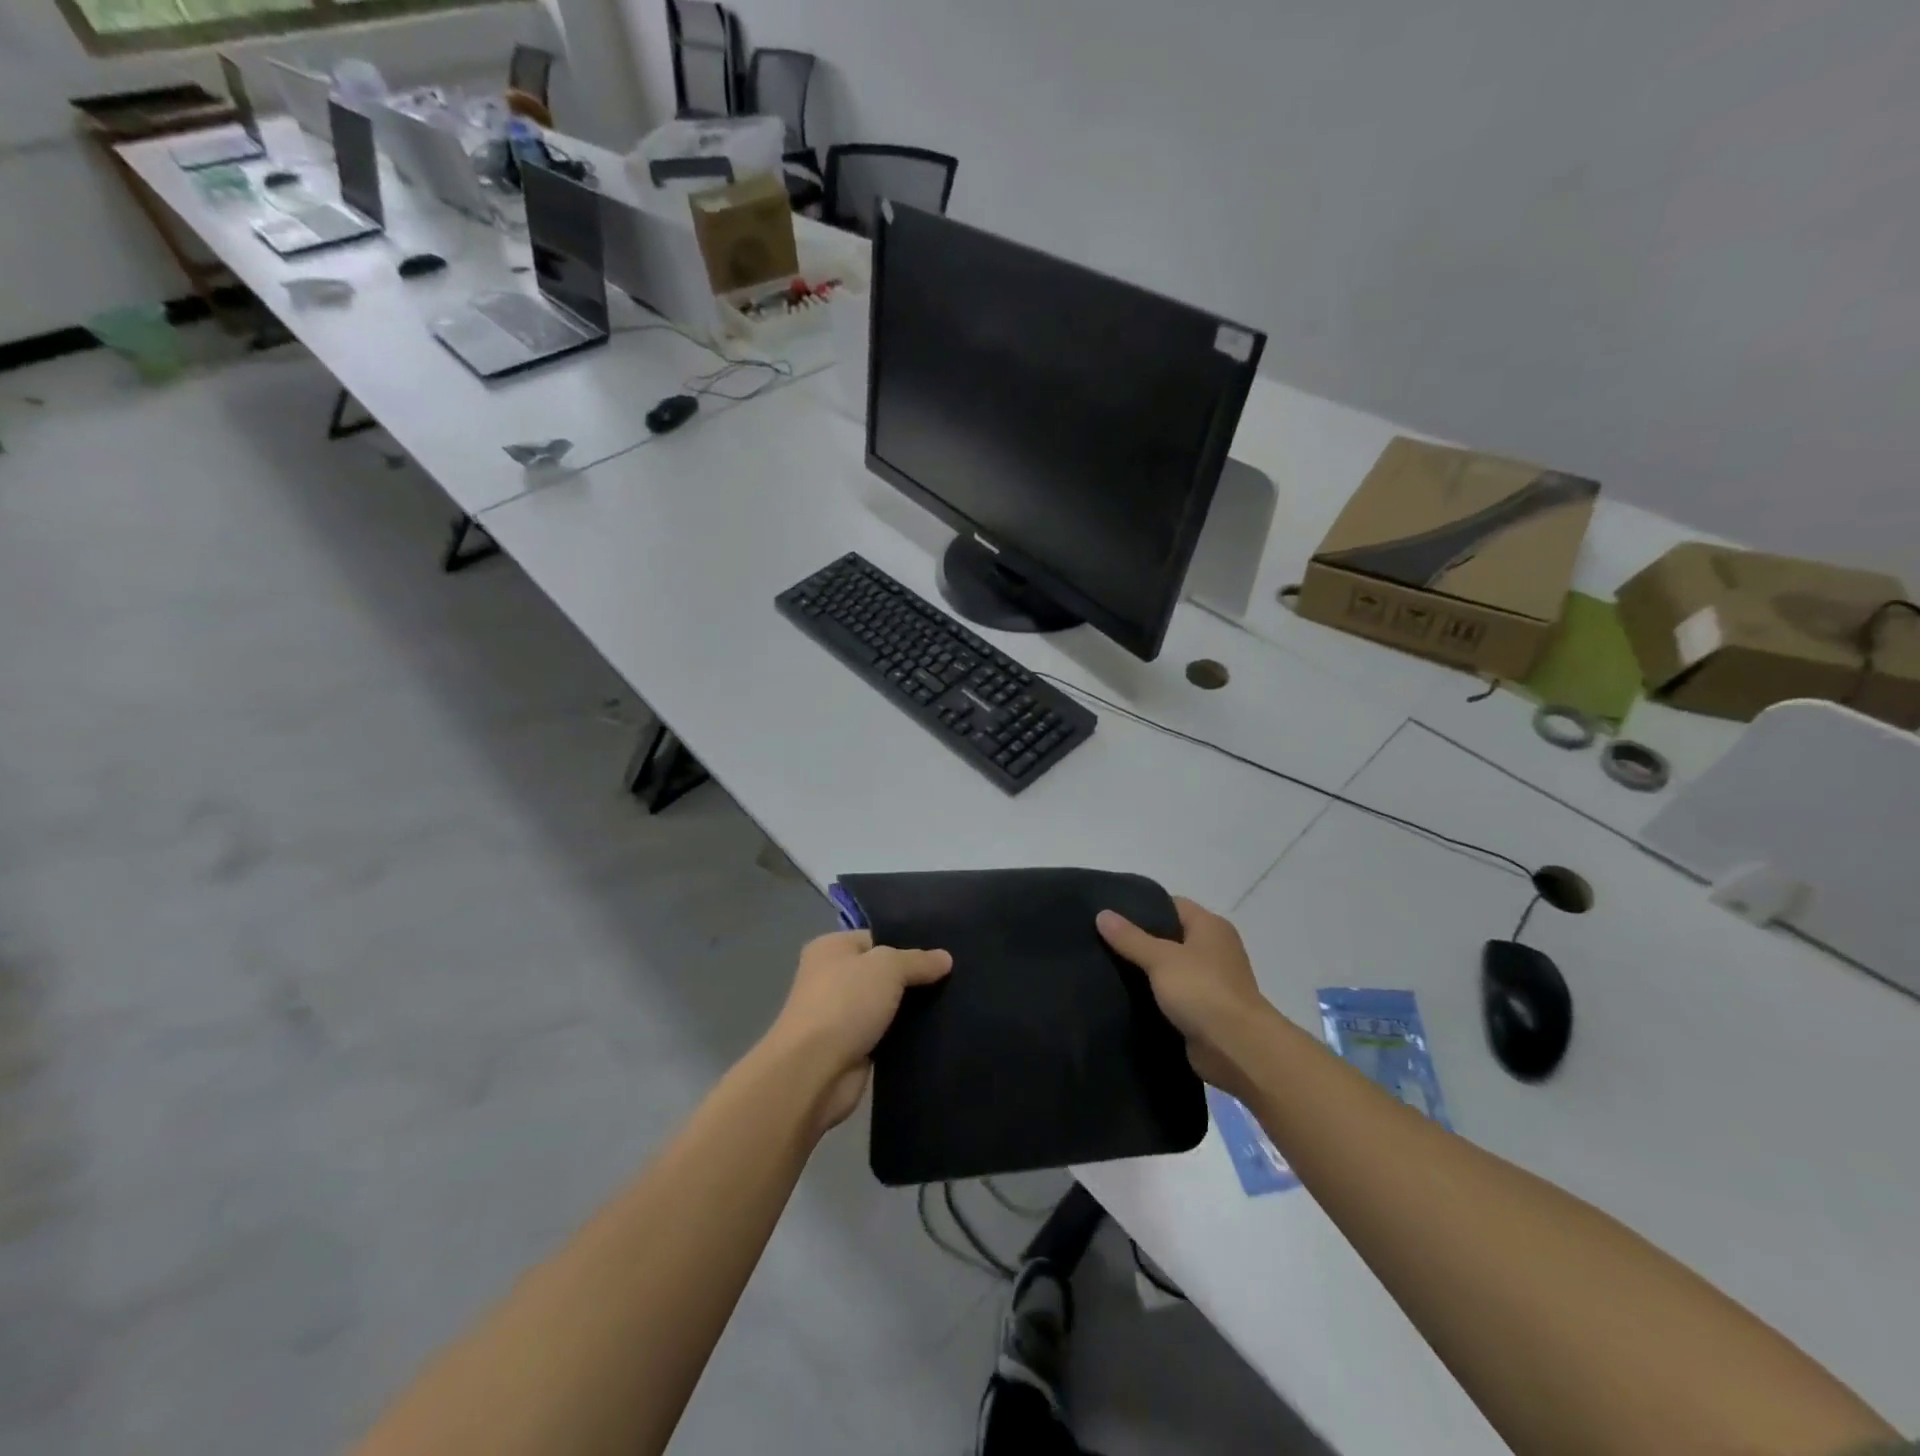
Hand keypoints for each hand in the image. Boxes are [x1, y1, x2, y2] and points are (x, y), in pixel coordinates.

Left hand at [768, 930, 952, 1130]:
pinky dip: (904, 1035)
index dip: (908, 945)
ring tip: (952, 1003)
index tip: (941, 956)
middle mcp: (832, 977)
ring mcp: (840, 1015)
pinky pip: (885, 1033)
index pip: (877, 938)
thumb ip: (917, 960)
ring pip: (886, 1004)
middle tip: (953, 978)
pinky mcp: (851, 1048)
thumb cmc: (845, 1003)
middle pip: (882, 972)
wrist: (814, 1072)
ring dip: (910, 1009)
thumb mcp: (888, 967)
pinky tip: (934, 1033)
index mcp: (831, 948)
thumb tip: (946, 958)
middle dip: (913, 978)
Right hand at [1097, 898, 1275, 1101]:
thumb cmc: (1202, 990)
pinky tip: (1126, 998)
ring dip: (1146, 972)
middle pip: (1170, 936)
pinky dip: (1155, 997)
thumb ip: (1130, 937)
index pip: (1172, 905)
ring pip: (1170, 969)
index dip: (1142, 907)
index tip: (1111, 913)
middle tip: (1102, 941)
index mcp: (1210, 927)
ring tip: (1106, 968)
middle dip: (1139, 941)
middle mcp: (1214, 949)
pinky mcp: (1205, 1011)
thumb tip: (1102, 914)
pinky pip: (1174, 996)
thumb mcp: (1161, 958)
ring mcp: (1211, 982)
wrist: (1237, 1049)